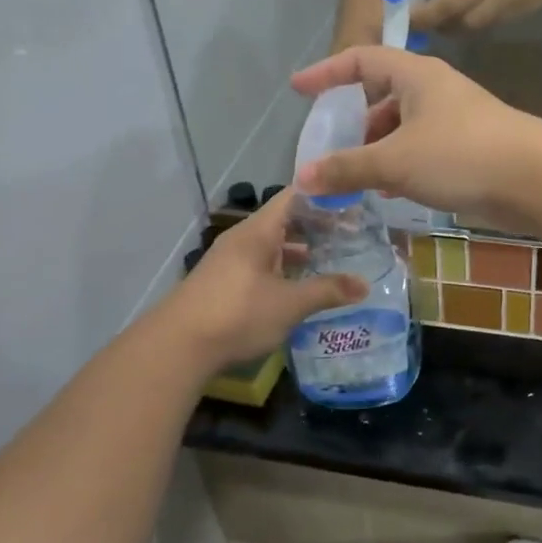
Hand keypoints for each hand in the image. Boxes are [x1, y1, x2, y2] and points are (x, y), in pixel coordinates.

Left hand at [163, 191, 365, 367]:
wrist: (177, 347)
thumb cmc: (237, 314)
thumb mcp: (289, 304)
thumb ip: (327, 291)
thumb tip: (364, 285)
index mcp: (258, 231)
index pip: (295, 196)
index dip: (324, 195)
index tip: (353, 202)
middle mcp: (243, 238)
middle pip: (284, 220)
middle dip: (317, 226)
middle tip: (351, 234)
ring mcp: (230, 260)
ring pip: (272, 245)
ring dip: (299, 250)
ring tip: (331, 259)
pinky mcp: (224, 282)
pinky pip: (261, 264)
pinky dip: (283, 269)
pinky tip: (299, 287)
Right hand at [291, 48, 541, 232]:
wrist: (536, 178)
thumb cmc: (461, 154)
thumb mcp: (395, 160)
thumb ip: (347, 168)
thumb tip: (303, 178)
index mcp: (415, 75)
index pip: (361, 60)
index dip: (326, 72)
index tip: (298, 89)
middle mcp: (434, 90)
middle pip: (382, 96)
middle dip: (354, 122)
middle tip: (332, 149)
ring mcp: (454, 119)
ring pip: (402, 127)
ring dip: (377, 148)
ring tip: (357, 177)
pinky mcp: (468, 148)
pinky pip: (422, 149)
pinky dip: (401, 164)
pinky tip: (391, 191)